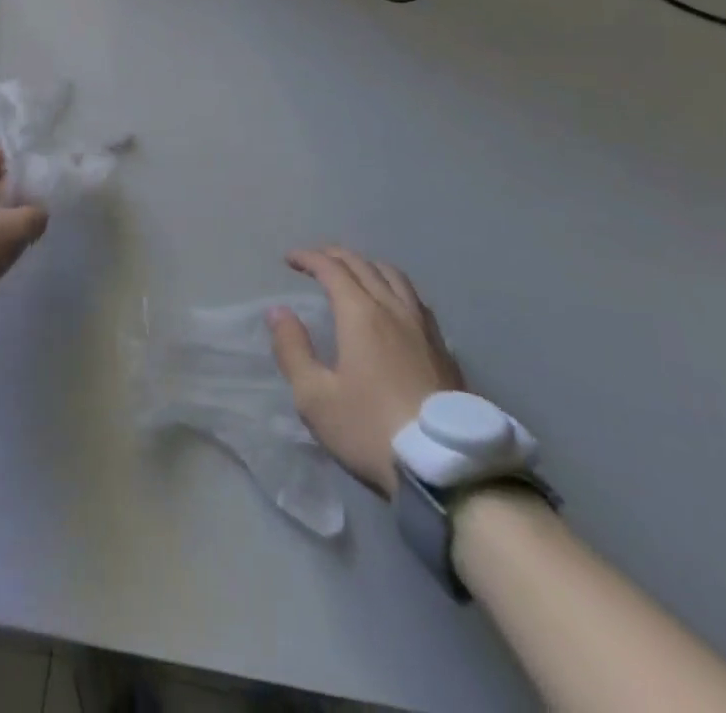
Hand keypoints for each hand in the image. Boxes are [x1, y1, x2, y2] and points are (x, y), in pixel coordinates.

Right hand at [267, 247, 463, 498]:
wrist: (447, 469)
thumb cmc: (371, 429)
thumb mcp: (315, 397)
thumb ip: (293, 349)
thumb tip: (278, 312)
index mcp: (361, 314)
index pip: (332, 269)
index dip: (308, 258)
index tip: (289, 259)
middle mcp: (394, 309)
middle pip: (364, 265)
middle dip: (335, 255)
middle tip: (315, 259)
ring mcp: (423, 327)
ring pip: (395, 276)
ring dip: (368, 266)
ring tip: (354, 274)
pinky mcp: (443, 348)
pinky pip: (415, 298)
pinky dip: (394, 286)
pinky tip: (393, 304)